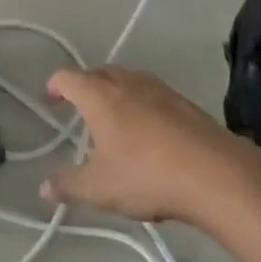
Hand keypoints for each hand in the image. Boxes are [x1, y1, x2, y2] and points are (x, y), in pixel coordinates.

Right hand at [40, 66, 246, 223]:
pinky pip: (152, 94)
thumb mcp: (99, 188)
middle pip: (98, 73)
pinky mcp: (185, 102)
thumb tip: (44, 187)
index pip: (68, 78)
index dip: (55, 86)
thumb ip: (68, 185)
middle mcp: (126, 82)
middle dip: (85, 86)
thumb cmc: (146, 175)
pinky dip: (142, 104)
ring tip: (113, 119)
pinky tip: (149, 133)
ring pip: (128, 80)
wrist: (216, 174)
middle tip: (79, 108)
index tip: (50, 99)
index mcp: (99, 94)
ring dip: (115, 92)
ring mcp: (159, 89)